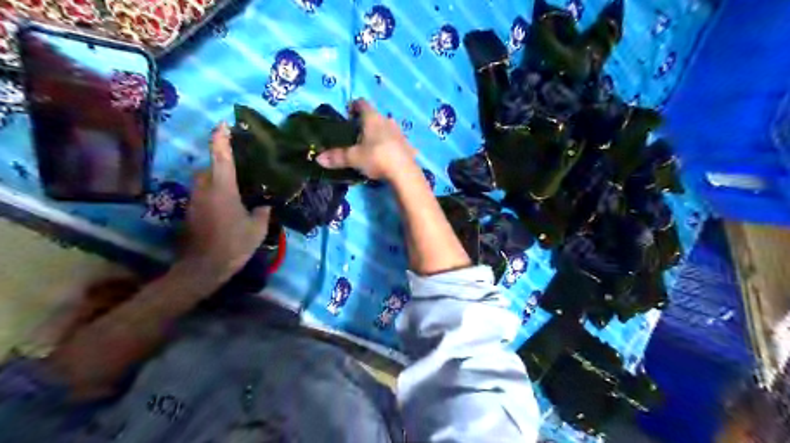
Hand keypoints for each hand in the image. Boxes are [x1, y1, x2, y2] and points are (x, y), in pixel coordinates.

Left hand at [178, 121, 271, 279]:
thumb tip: (265, 204)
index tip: (223, 124)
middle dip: (221, 163)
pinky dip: (214, 193)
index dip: (221, 139)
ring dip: (217, 180)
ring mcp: (195, 200)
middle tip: (241, 168)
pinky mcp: (191, 212)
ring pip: (205, 181)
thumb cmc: (233, 244)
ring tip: (236, 188)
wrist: (203, 267)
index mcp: (223, 188)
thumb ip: (263, 211)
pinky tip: (228, 206)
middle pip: (210, 168)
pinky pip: (204, 194)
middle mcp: (205, 189)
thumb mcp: (258, 228)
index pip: (221, 157)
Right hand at [317, 99, 418, 180]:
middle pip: (376, 116)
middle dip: (367, 122)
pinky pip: (397, 143)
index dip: (354, 105)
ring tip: (372, 145)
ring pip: (388, 128)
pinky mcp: (409, 147)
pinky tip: (388, 156)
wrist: (404, 172)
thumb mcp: (354, 158)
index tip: (347, 113)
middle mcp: (387, 121)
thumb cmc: (376, 157)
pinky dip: (391, 146)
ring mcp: (400, 133)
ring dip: (380, 133)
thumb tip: (318, 158)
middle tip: (357, 133)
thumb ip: (337, 157)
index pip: (362, 103)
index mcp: (373, 118)